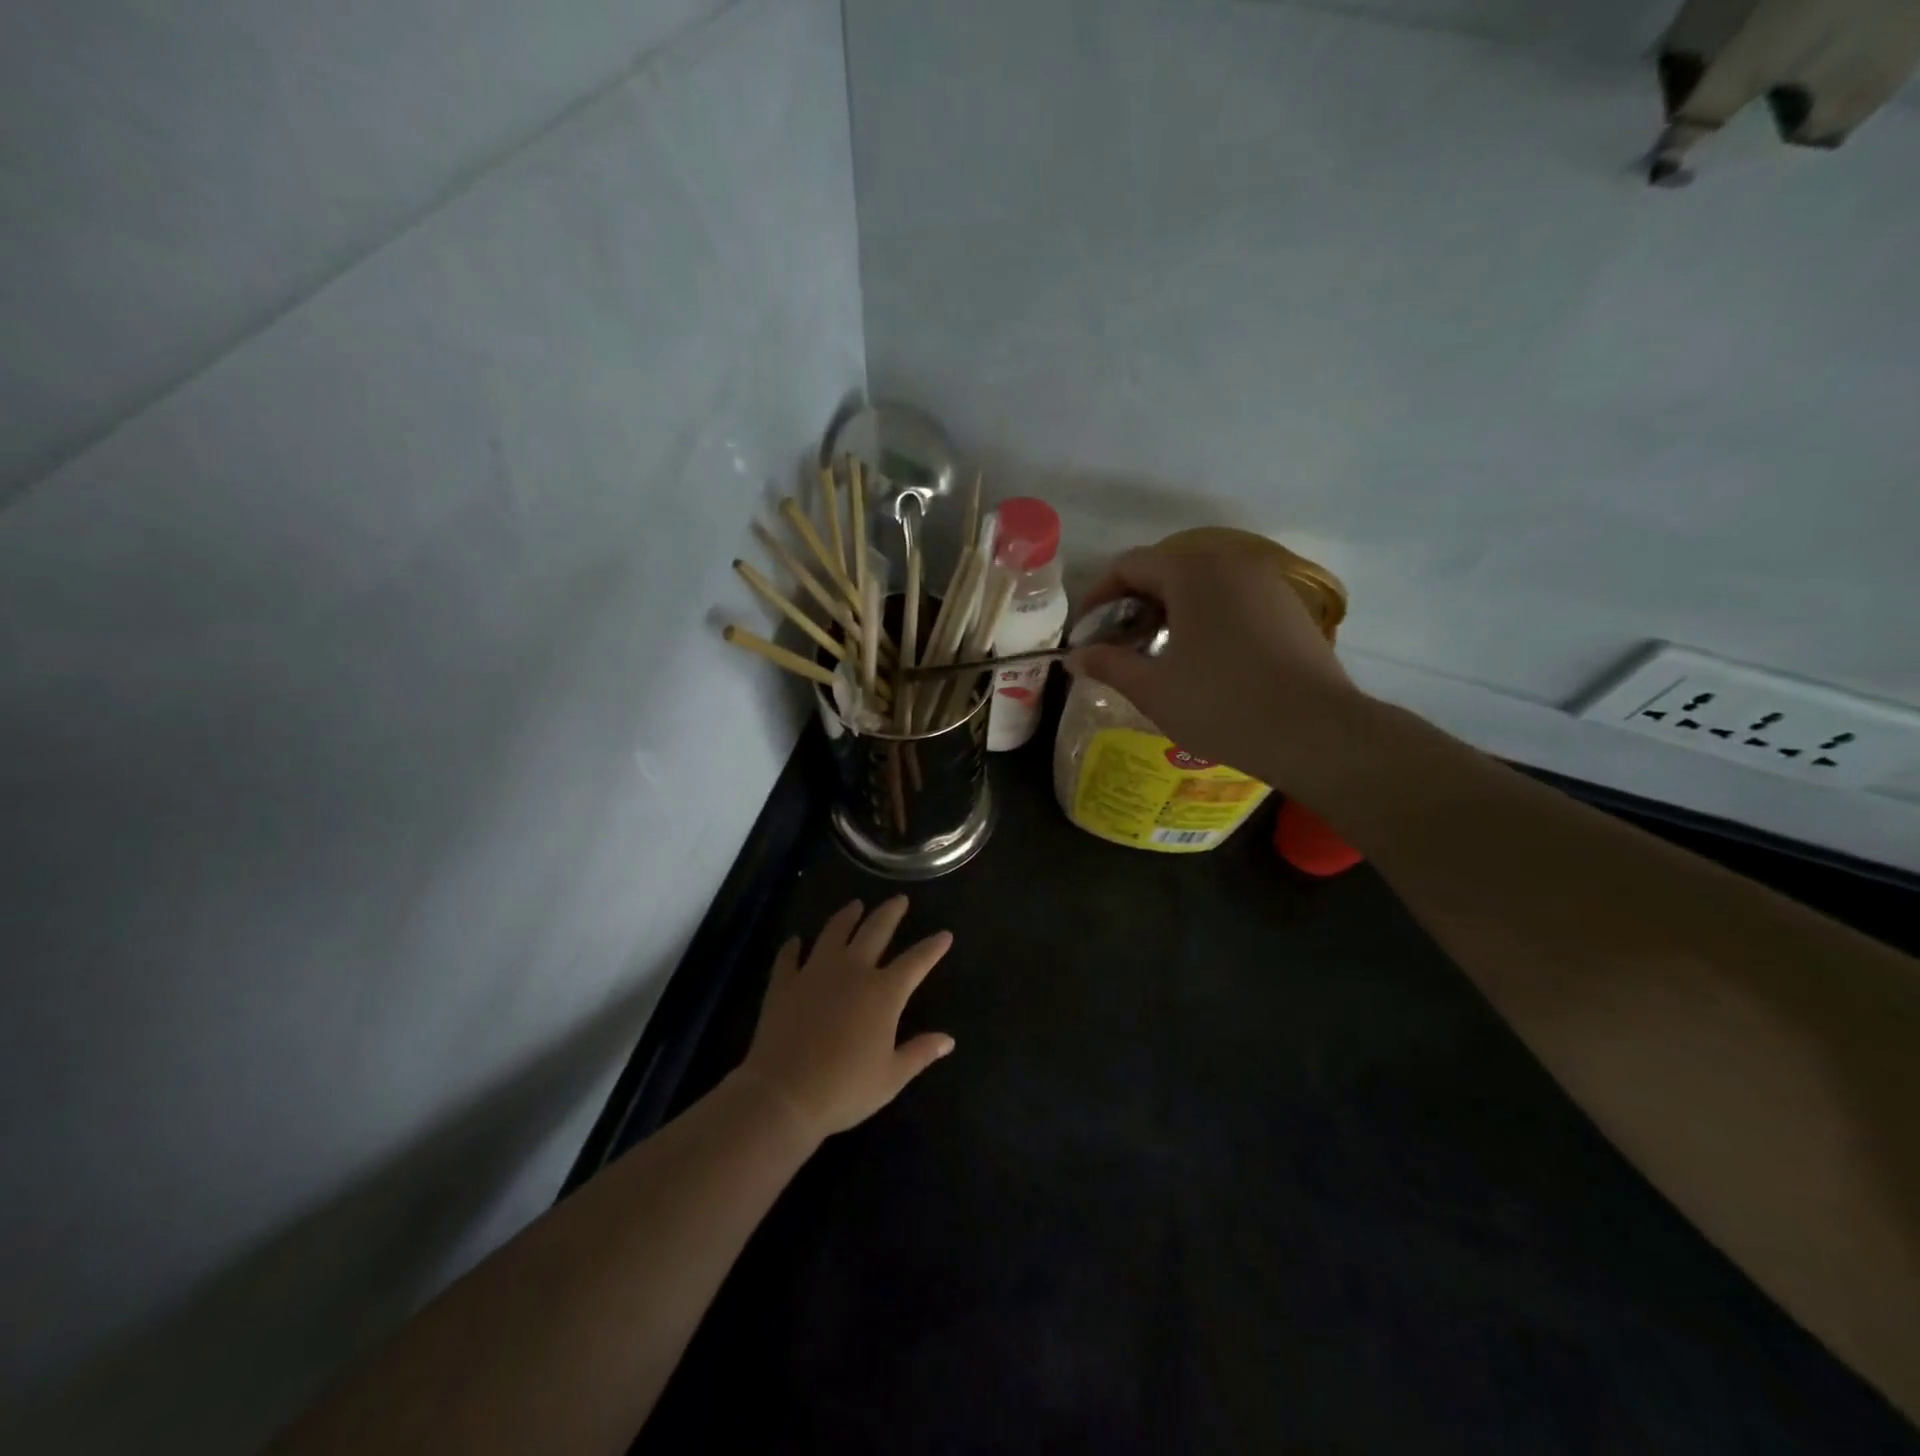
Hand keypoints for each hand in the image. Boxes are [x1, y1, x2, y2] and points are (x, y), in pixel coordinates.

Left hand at [738, 897, 954, 1140]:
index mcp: (883, 993)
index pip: (916, 961)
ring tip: (855, 905)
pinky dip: (793, 947)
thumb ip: (920, 1053)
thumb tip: (948, 1040)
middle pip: (875, 930)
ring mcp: (815, 972)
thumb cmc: (844, 1089)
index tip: (945, 934)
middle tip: (899, 899)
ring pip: (834, 932)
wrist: (783, 1094)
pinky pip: (789, 957)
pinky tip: (795, 940)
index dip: (932, 947)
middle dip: (890, 912)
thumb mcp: (891, 1077)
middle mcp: (852, 971)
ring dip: (847, 916)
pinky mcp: (784, 983)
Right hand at [1065, 543, 1364, 789]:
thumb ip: (1107, 664)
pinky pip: (1232, 601)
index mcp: (1192, 573)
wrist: (1316, 733)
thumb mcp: (1152, 688)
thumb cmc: (1221, 705)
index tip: (1085, 633)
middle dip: (1133, 605)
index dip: (1098, 597)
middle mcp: (1231, 564)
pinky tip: (1200, 660)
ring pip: (1201, 586)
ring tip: (1155, 655)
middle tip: (1117, 647)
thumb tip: (1074, 656)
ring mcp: (1266, 584)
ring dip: (1168, 613)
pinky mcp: (1289, 609)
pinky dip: (1204, 619)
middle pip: (1166, 571)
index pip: (1129, 566)